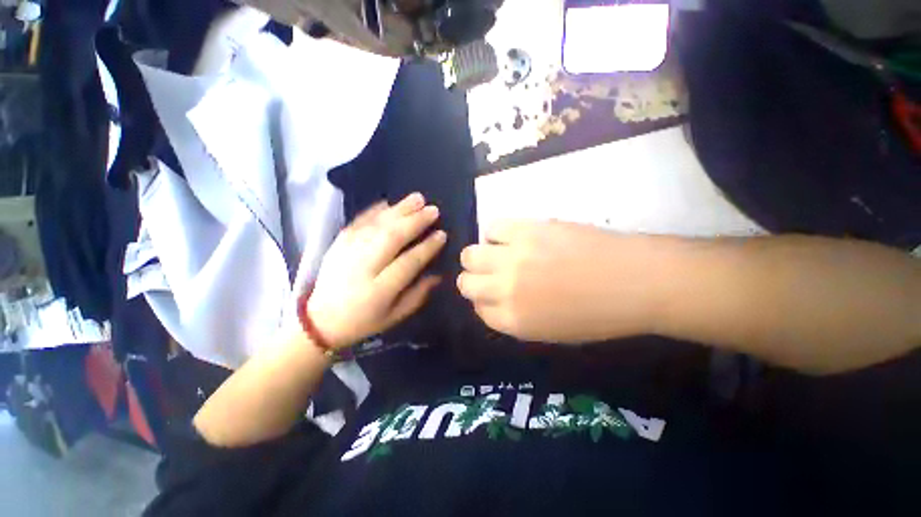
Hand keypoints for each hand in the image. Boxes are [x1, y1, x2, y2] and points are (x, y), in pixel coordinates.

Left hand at [307, 193, 445, 348]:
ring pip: (376, 225)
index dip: (427, 247)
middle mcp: (363, 268)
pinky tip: (389, 203)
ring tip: (417, 198)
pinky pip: (358, 221)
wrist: (320, 320)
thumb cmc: (364, 321)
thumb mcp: (395, 315)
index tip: (442, 234)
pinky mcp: (337, 243)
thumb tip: (438, 274)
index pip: (408, 263)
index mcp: (379, 290)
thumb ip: (418, 294)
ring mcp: (347, 252)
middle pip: (392, 238)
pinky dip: (374, 210)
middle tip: (433, 210)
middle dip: (415, 221)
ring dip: (399, 210)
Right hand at [457, 220, 660, 343]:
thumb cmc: (598, 314)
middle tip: (491, 273)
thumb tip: (494, 296)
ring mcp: (513, 257)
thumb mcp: (550, 332)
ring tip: (499, 253)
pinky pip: (492, 228)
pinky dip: (497, 234)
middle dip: (474, 280)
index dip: (484, 301)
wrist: (636, 281)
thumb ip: (514, 317)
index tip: (494, 294)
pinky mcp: (526, 229)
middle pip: (466, 283)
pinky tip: (513, 237)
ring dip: (480, 256)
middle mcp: (505, 289)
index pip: (479, 310)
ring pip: (470, 254)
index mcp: (513, 321)